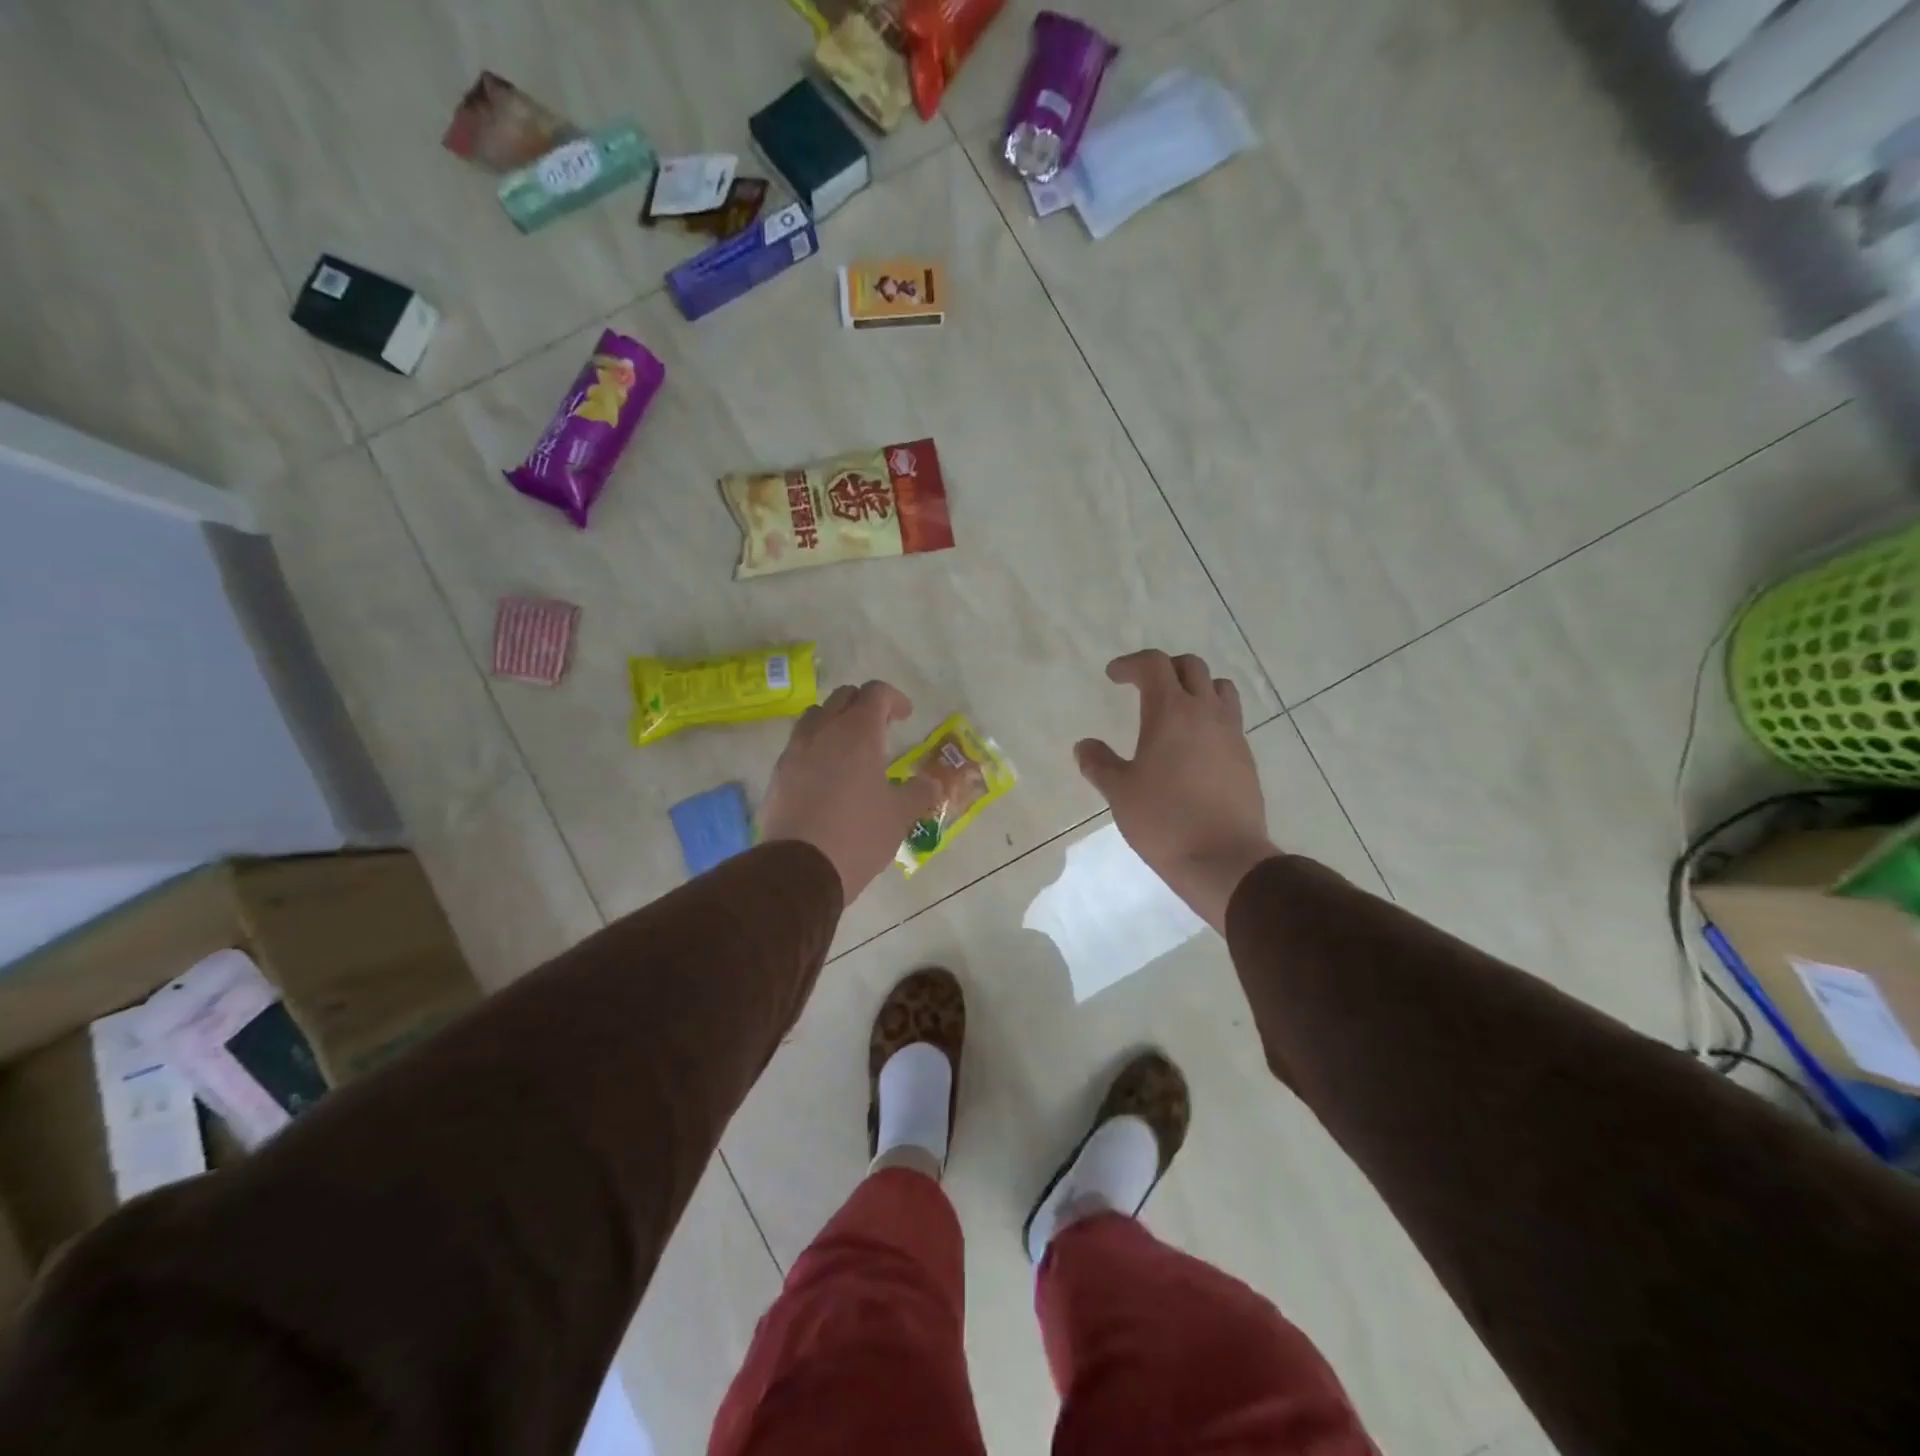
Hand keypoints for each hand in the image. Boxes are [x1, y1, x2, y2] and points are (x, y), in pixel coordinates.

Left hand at [760, 681, 941, 900]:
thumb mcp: (900, 816)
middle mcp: (823, 731)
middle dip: (863, 705)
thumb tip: (933, 783)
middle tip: (880, 727)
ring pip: (815, 718)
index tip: (905, 716)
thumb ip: (920, 792)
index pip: (875, 693)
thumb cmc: (858, 835)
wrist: (799, 870)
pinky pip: (799, 746)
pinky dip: (816, 748)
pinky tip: (827, 776)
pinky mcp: (777, 775)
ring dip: (835, 722)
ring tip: (850, 748)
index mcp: (857, 733)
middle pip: (842, 697)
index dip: (894, 699)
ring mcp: (795, 751)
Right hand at [1075, 650, 1277, 932]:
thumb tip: (1084, 746)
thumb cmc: (1164, 820)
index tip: (1113, 676)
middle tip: (1143, 687)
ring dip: (1196, 688)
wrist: (1224, 859)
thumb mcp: (1119, 792)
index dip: (1130, 664)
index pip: (1154, 665)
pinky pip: (1229, 720)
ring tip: (1176, 709)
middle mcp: (1205, 712)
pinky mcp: (1246, 758)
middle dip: (1164, 669)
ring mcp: (1232, 734)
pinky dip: (1210, 717)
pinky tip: (1194, 747)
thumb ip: (1099, 763)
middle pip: (1191, 667)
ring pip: (1219, 688)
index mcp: (1171, 711)